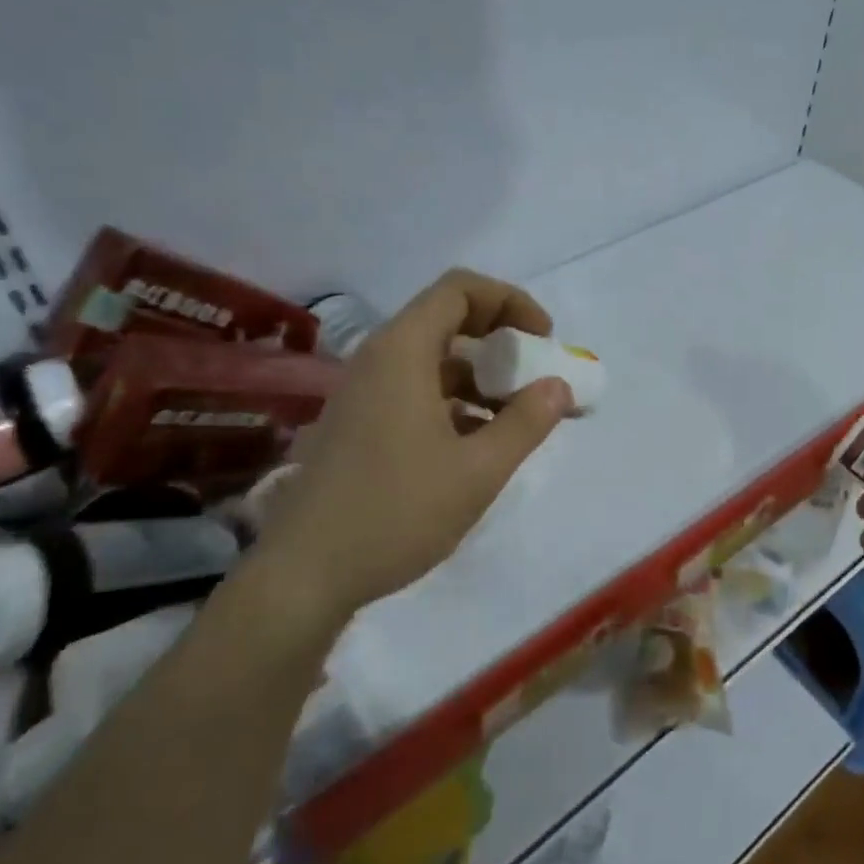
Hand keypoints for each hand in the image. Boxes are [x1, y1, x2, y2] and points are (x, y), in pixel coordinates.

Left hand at [257, 269, 572, 617]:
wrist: (304, 575)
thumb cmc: (396, 512)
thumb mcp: (478, 470)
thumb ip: (526, 422)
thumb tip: (559, 386)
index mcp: (403, 352)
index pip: (460, 289)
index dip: (510, 301)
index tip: (544, 339)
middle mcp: (378, 359)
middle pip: (448, 320)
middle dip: (501, 341)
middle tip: (535, 375)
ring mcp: (363, 393)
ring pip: (433, 361)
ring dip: (480, 377)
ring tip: (517, 418)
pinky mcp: (358, 424)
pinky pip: (415, 391)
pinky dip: (454, 402)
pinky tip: (477, 444)